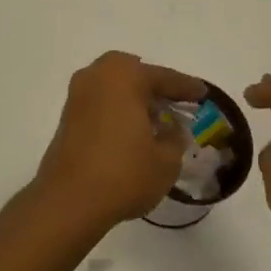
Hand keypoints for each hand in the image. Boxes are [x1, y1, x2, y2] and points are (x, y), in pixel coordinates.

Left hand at [35, 51, 205, 229]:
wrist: (69, 198)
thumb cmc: (123, 173)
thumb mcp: (165, 161)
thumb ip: (174, 138)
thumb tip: (171, 128)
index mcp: (124, 76)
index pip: (163, 77)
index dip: (186, 87)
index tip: (203, 93)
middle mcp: (98, 75)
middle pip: (132, 72)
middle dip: (153, 84)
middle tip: (173, 102)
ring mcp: (78, 93)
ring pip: (113, 84)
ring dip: (133, 95)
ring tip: (154, 118)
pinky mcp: (68, 113)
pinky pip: (100, 99)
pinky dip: (116, 107)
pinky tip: (130, 129)